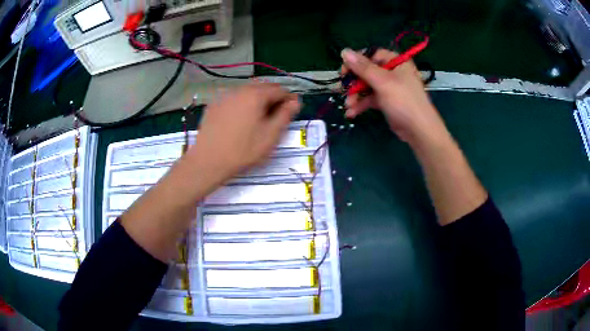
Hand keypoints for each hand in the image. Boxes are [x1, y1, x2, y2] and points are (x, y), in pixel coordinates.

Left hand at [189, 83, 300, 178]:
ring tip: (258, 117)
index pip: (279, 89)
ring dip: (257, 99)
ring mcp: (224, 96)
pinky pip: (233, 99)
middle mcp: (239, 90)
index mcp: (255, 95)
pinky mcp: (213, 105)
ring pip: (246, 91)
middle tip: (276, 115)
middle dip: (273, 97)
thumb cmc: (243, 150)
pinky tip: (240, 119)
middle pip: (262, 87)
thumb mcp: (270, 135)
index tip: (292, 110)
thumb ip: (285, 115)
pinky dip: (242, 104)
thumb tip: (295, 101)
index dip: (289, 99)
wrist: (209, 161)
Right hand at [341, 48, 446, 143]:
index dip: (357, 61)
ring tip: (347, 105)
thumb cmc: (404, 101)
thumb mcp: (382, 82)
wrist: (419, 130)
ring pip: (367, 86)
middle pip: (367, 71)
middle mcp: (393, 72)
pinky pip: (371, 99)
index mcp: (396, 61)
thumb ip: (362, 67)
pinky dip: (361, 104)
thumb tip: (344, 51)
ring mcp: (390, 87)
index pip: (372, 55)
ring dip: (355, 95)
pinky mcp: (387, 101)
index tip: (344, 71)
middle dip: (354, 82)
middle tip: (343, 89)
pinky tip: (351, 113)